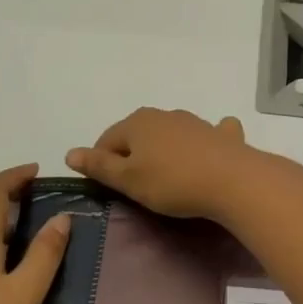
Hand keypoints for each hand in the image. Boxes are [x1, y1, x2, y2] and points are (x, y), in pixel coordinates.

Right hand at [65, 108, 258, 219]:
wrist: (232, 180)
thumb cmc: (172, 182)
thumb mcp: (128, 180)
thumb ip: (99, 166)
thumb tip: (70, 152)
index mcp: (137, 123)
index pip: (107, 140)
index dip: (102, 164)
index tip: (109, 188)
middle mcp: (163, 114)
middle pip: (137, 135)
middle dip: (133, 155)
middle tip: (137, 186)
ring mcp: (194, 121)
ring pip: (169, 133)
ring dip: (164, 149)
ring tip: (168, 177)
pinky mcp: (220, 134)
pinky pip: (207, 134)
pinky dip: (202, 141)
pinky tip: (208, 150)